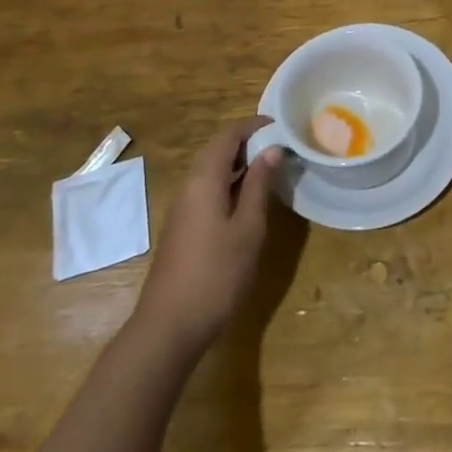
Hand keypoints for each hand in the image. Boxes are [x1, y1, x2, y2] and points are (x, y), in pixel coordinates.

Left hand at [133, 119, 281, 357]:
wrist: (169, 326)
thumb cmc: (217, 274)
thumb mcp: (248, 228)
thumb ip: (259, 185)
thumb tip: (272, 149)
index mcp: (203, 179)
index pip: (228, 135)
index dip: (254, 126)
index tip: (282, 125)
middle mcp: (188, 186)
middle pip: (217, 149)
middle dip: (248, 142)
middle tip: (281, 146)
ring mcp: (182, 208)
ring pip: (211, 170)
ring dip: (239, 163)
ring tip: (271, 167)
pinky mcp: (183, 227)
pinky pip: (207, 189)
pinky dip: (229, 182)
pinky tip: (248, 198)